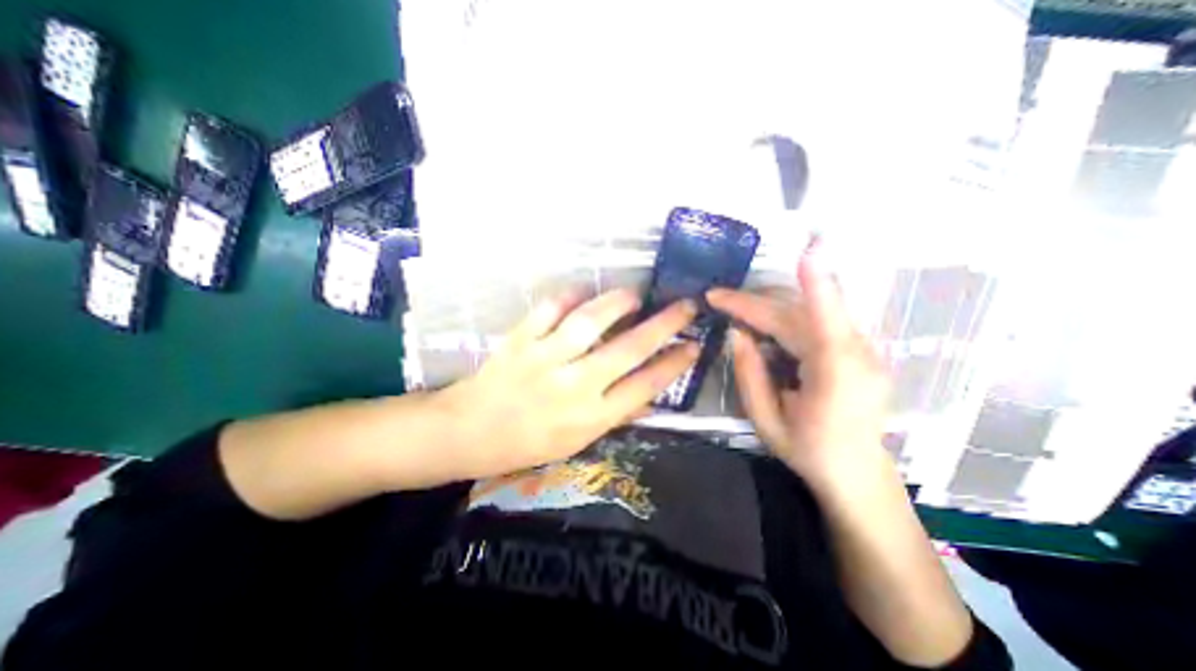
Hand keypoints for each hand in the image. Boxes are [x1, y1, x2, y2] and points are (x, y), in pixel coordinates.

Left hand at [438, 291, 703, 480]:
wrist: (469, 432)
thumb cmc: (527, 442)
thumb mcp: (577, 441)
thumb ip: (615, 415)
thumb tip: (650, 395)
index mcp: (591, 417)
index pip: (646, 386)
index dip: (675, 363)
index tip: (694, 345)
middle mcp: (574, 386)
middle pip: (630, 349)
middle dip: (665, 324)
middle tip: (686, 306)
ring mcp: (546, 358)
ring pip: (591, 321)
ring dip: (619, 302)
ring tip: (635, 294)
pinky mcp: (521, 339)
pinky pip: (551, 308)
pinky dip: (571, 295)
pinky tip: (584, 292)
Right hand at [703, 241, 890, 488]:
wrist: (858, 472)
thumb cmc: (809, 451)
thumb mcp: (767, 421)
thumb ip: (750, 375)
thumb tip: (738, 333)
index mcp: (836, 377)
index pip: (825, 323)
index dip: (817, 284)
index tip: (808, 248)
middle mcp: (855, 355)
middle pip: (798, 314)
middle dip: (753, 303)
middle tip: (716, 299)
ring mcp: (862, 350)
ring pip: (806, 313)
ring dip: (766, 306)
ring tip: (732, 305)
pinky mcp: (858, 348)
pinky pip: (815, 320)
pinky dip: (783, 313)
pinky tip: (760, 317)